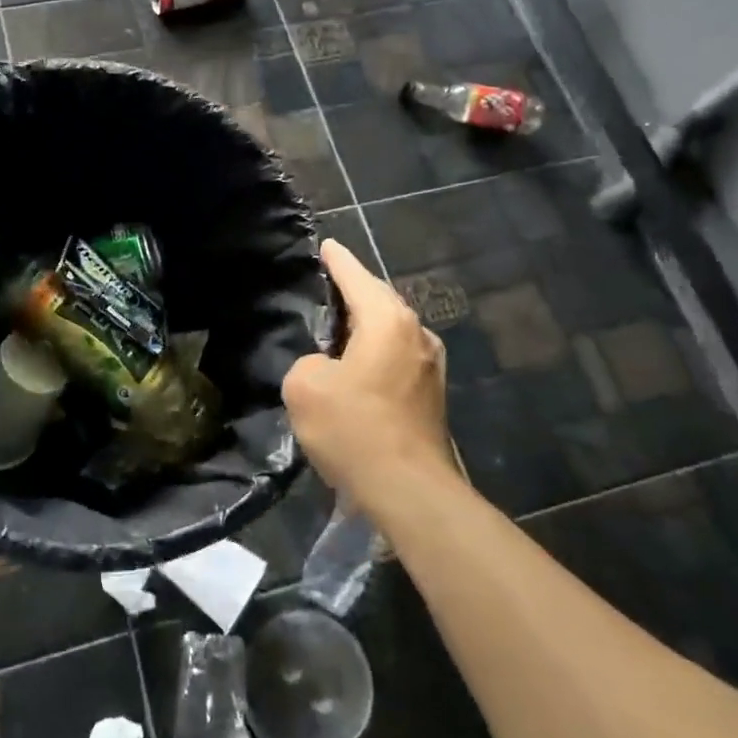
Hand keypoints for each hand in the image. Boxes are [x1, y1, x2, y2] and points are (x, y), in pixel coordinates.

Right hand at [283, 240, 456, 508]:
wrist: (409, 490)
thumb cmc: (354, 429)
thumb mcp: (304, 386)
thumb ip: (308, 361)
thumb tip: (326, 367)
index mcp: (387, 321)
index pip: (356, 276)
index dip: (337, 260)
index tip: (326, 246)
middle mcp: (416, 333)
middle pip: (379, 299)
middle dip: (354, 289)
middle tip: (326, 283)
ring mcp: (431, 364)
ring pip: (391, 329)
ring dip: (366, 323)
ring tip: (337, 324)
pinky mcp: (432, 393)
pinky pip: (397, 355)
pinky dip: (376, 350)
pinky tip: (356, 364)